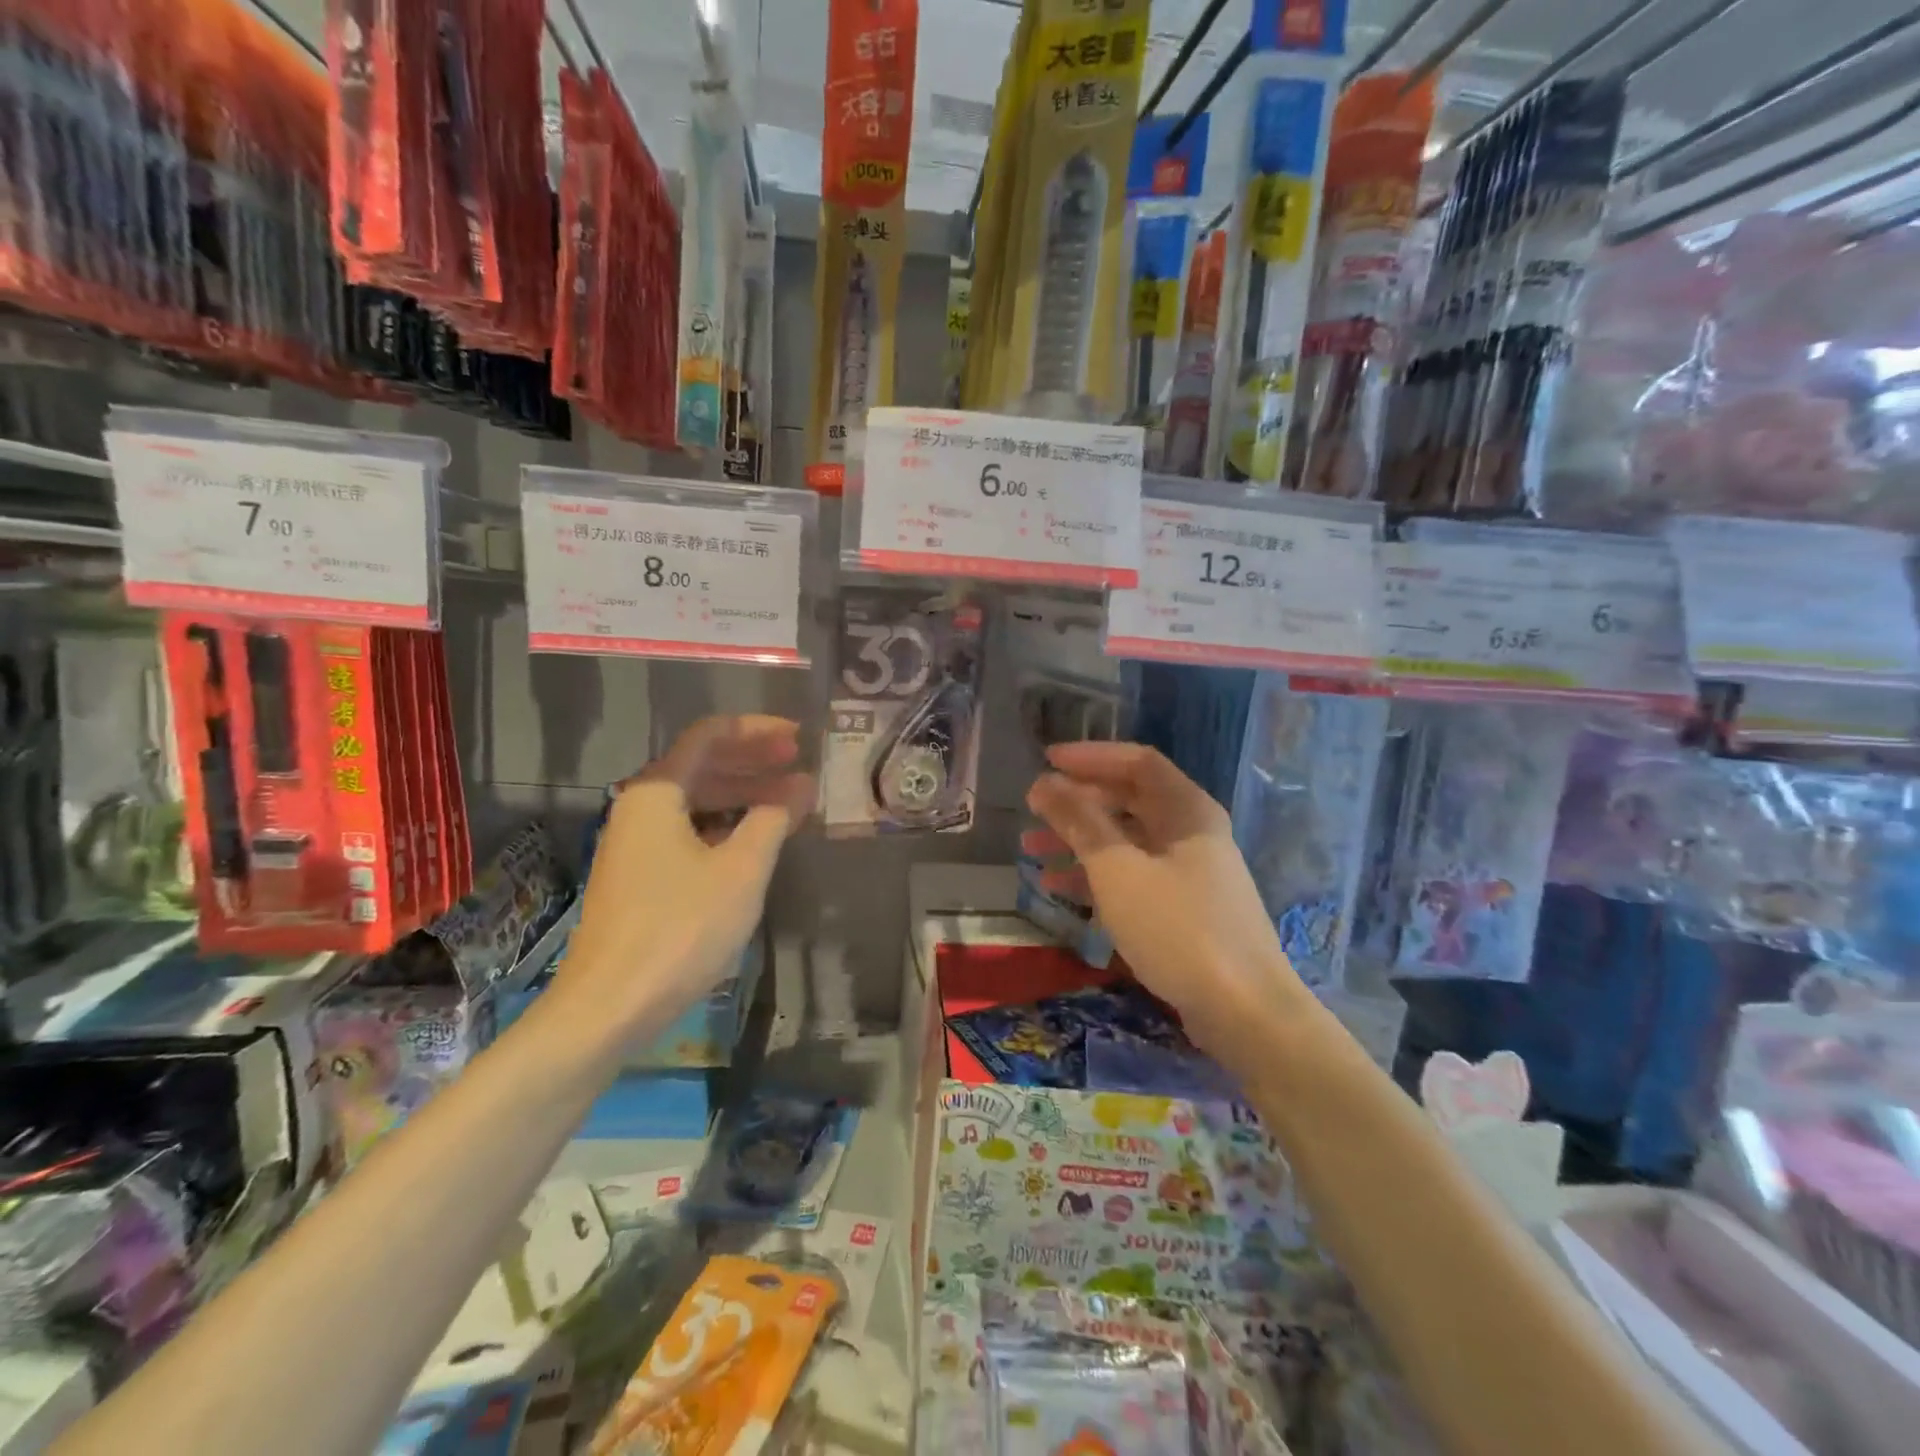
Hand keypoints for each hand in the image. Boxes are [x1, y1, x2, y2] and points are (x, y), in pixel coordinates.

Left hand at [551, 715, 812, 1042]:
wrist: (609, 1006)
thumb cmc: (681, 928)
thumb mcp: (741, 870)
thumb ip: (773, 819)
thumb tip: (800, 787)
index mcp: (656, 792)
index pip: (709, 736)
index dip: (757, 731)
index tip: (798, 738)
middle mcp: (639, 808)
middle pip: (701, 765)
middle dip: (753, 761)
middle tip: (799, 763)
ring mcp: (635, 844)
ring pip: (695, 801)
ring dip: (742, 795)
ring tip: (789, 801)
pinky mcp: (638, 877)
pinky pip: (687, 831)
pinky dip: (725, 825)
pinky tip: (754, 839)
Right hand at [1026, 742, 1304, 1054]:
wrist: (1244, 1011)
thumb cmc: (1177, 928)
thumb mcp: (1117, 869)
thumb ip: (1079, 821)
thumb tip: (1045, 783)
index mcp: (1186, 810)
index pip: (1137, 761)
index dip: (1090, 757)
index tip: (1045, 762)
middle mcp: (1191, 832)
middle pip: (1129, 800)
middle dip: (1078, 801)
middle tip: (1034, 810)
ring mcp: (1190, 873)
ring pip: (1126, 841)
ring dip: (1080, 840)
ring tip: (1032, 850)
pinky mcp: (1184, 909)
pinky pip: (1133, 876)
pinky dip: (1096, 876)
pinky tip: (1059, 890)